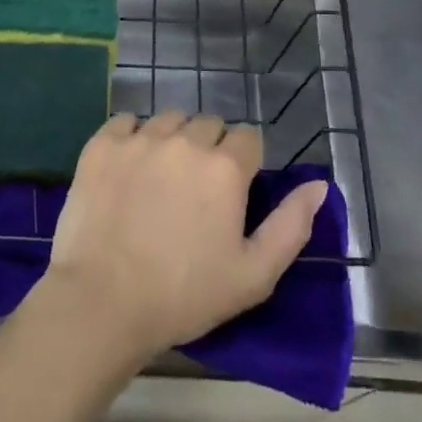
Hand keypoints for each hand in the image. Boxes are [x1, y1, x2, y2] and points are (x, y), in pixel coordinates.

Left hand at [41, 112, 329, 362]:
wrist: (103, 301)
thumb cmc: (185, 295)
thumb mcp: (254, 275)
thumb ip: (292, 225)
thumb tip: (319, 185)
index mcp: (225, 168)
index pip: (248, 138)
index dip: (244, 162)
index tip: (232, 191)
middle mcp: (185, 141)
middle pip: (208, 125)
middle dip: (210, 149)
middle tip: (196, 190)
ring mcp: (139, 139)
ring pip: (168, 120)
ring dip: (173, 140)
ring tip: (161, 179)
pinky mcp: (101, 144)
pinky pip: (126, 122)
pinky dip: (132, 137)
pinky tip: (128, 168)